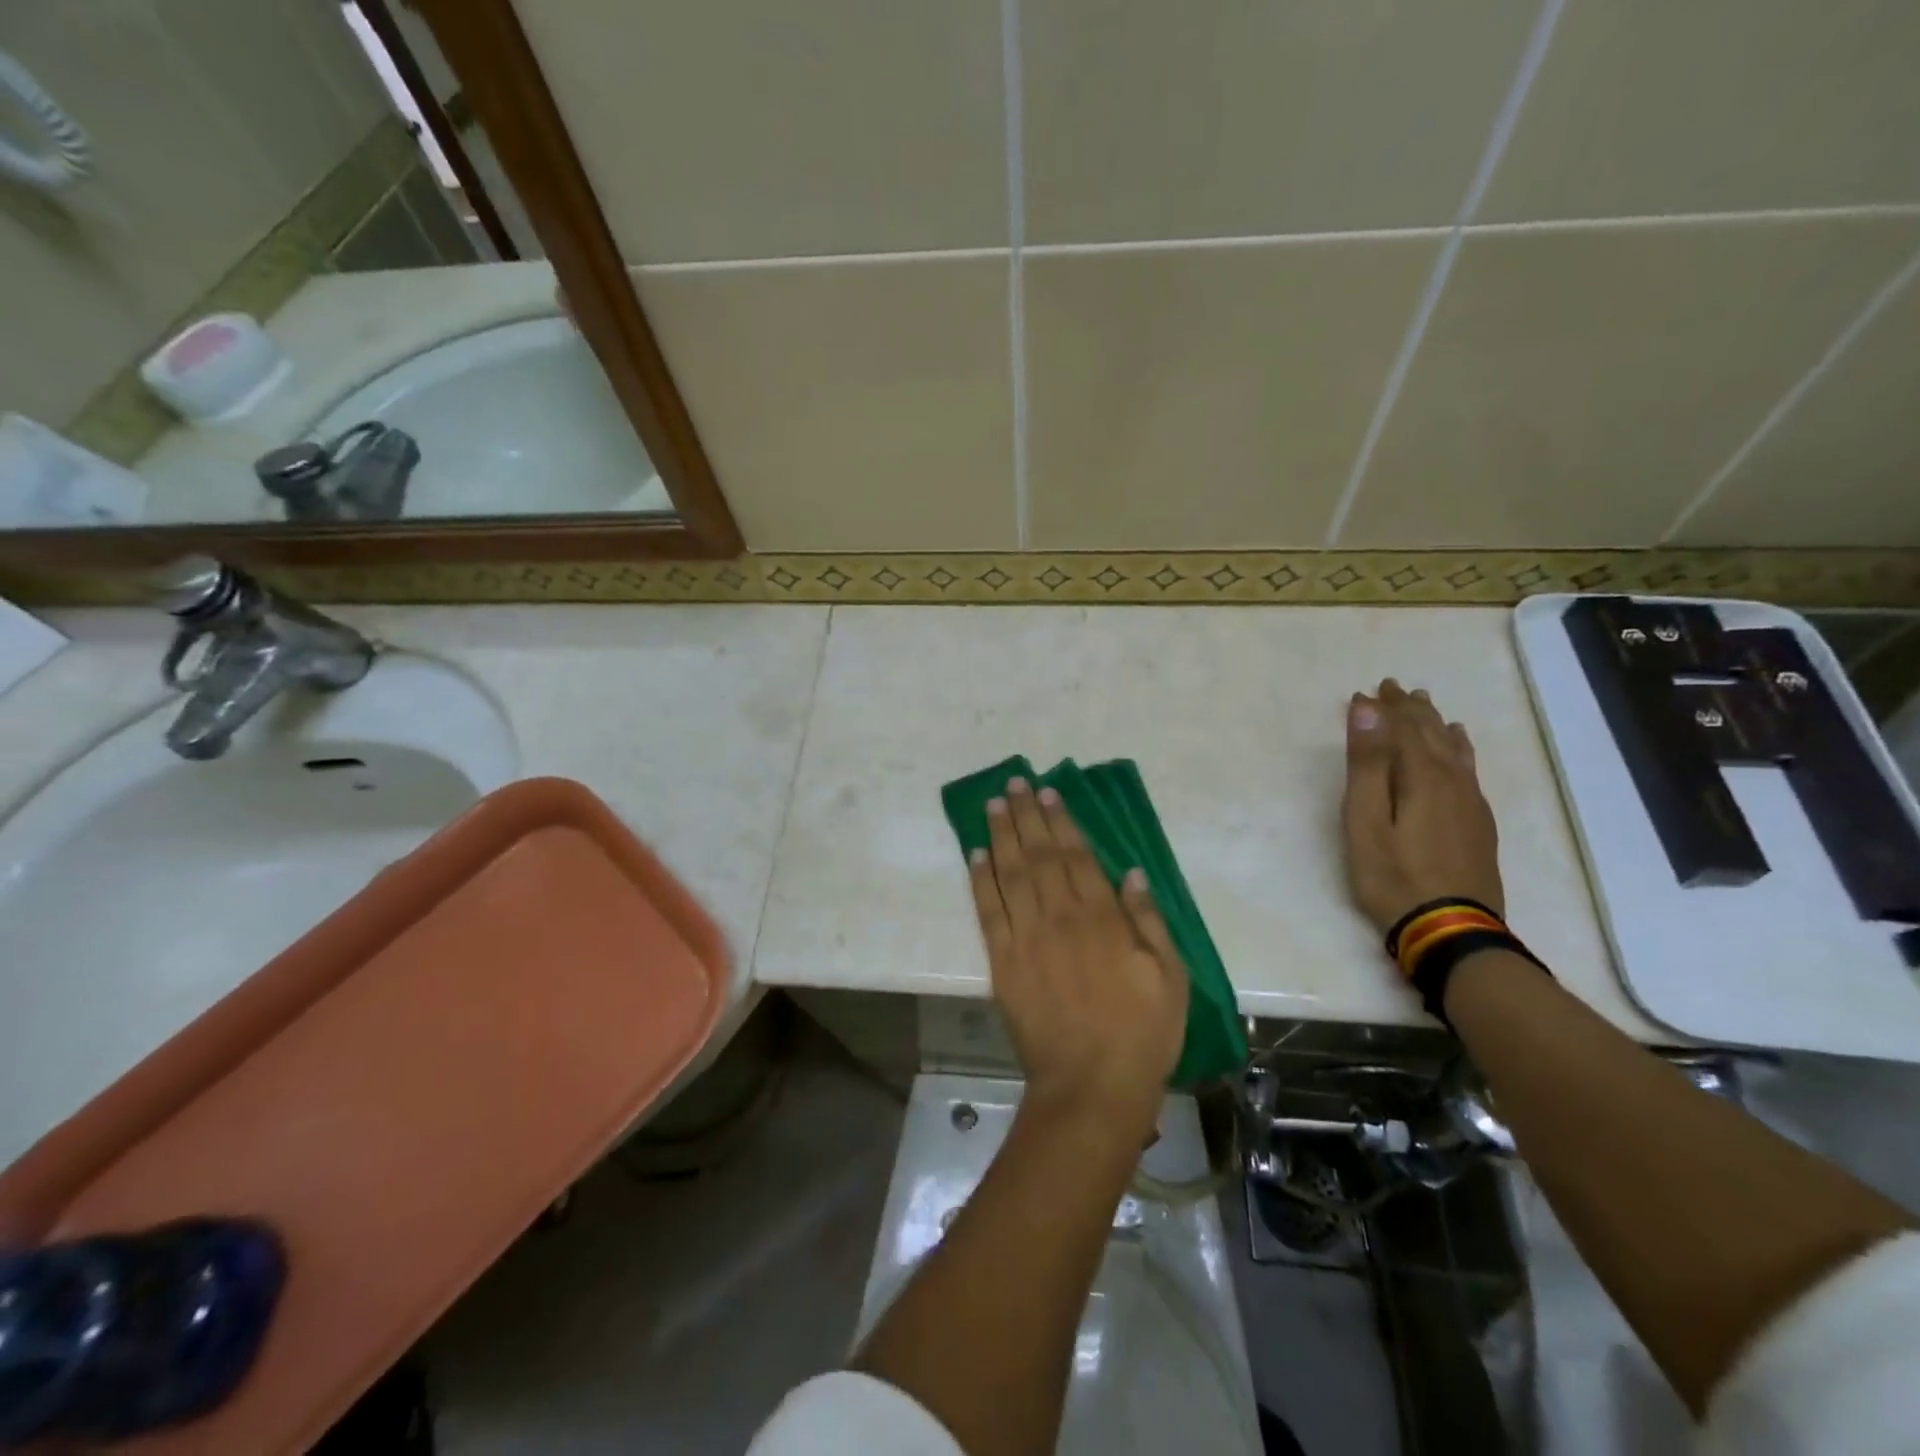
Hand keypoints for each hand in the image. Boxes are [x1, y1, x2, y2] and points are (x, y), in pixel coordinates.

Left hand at [969, 779, 1188, 1133]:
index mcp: (1102, 918)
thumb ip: (1149, 921)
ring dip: (1000, 836)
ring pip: (1010, 874)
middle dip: (1026, 817)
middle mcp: (1060, 917)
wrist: (1091, 1086)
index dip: (1060, 821)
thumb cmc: (1142, 1033)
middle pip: (1039, 856)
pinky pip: (988, 912)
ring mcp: (1027, 938)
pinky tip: (976, 855)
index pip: (1076, 856)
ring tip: (993, 805)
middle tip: (1014, 784)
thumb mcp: (1170, 977)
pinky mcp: (1003, 963)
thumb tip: (1131, 873)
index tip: (1047, 793)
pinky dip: (980, 880)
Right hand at [1342, 679, 1504, 935]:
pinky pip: (1469, 770)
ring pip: (1453, 749)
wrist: (1451, 930)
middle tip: (1393, 688)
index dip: (1384, 708)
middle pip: (1431, 734)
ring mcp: (1471, 803)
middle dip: (1410, 709)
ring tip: (1426, 706)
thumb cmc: (1393, 875)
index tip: (1366, 690)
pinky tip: (1459, 748)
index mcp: (1422, 776)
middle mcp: (1452, 781)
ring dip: (1435, 724)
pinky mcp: (1479, 823)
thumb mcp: (1366, 820)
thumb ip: (1368, 763)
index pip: (1403, 728)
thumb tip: (1368, 708)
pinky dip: (1458, 749)